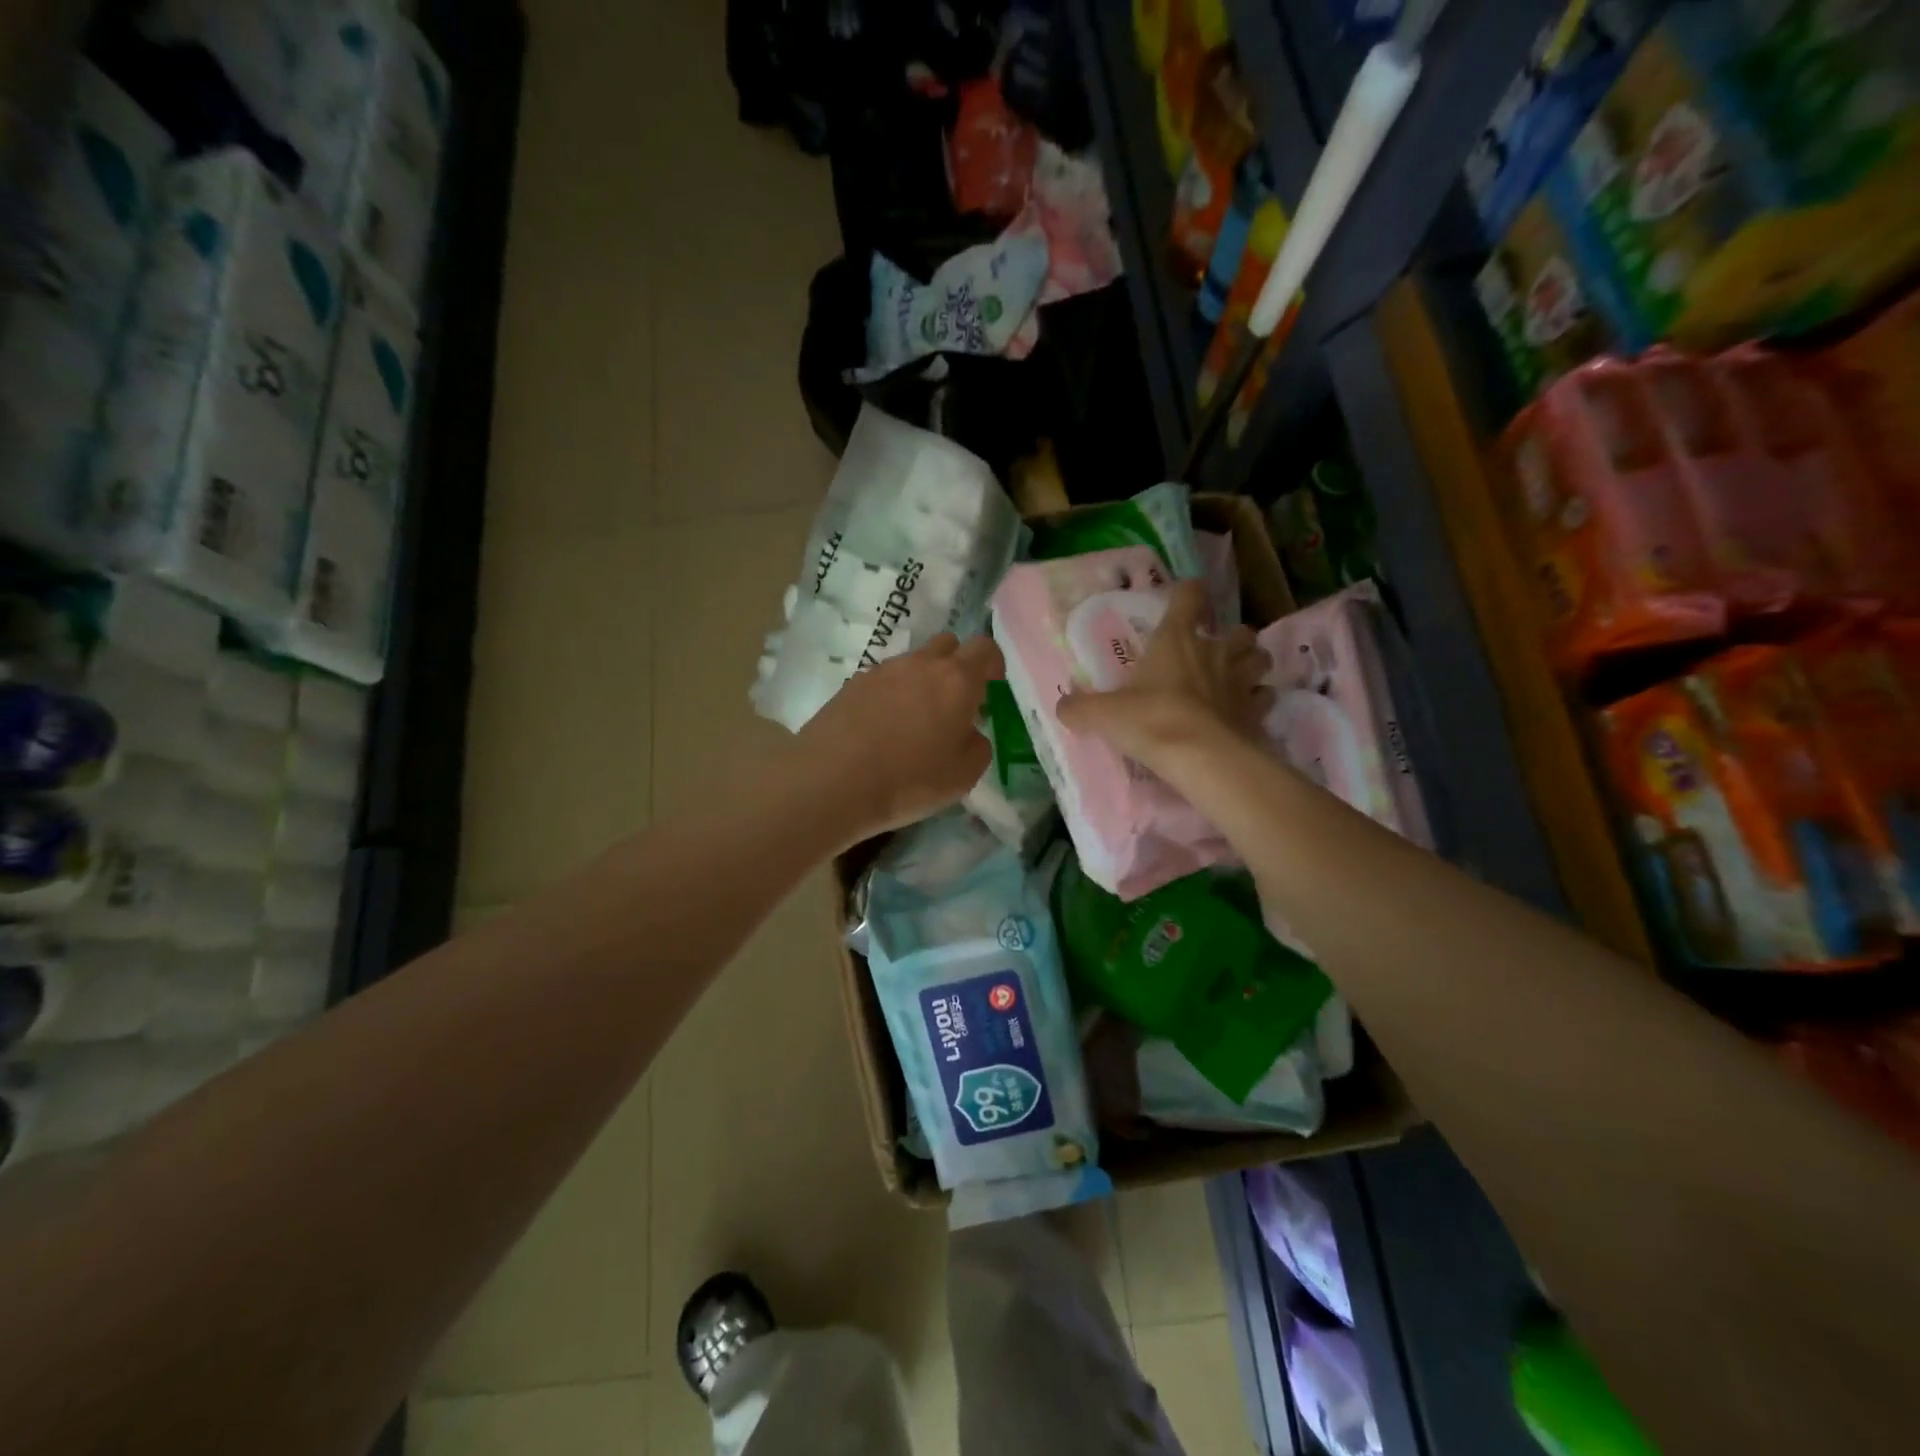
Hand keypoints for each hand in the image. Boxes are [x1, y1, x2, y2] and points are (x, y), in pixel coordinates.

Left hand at [797, 633, 1001, 844]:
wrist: (832, 780)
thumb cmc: (909, 780)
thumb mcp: (963, 776)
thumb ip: (978, 746)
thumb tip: (970, 733)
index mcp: (956, 680)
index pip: (984, 648)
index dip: (992, 664)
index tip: (991, 688)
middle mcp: (920, 664)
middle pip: (947, 645)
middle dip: (956, 666)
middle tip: (954, 703)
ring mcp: (882, 671)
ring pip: (912, 663)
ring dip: (921, 682)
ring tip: (914, 722)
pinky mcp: (851, 685)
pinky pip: (883, 680)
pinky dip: (890, 696)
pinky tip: (882, 728)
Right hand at [1056, 579, 1270, 768]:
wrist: (1200, 756)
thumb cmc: (1151, 720)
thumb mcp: (1102, 714)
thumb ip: (1079, 708)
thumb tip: (1063, 706)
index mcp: (1176, 639)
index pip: (1189, 597)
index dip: (1188, 593)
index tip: (1184, 597)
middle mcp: (1214, 652)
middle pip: (1238, 630)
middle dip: (1231, 636)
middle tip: (1217, 649)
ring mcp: (1240, 681)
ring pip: (1259, 658)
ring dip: (1251, 662)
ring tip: (1239, 675)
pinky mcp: (1256, 712)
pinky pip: (1264, 698)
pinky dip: (1258, 700)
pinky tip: (1245, 710)